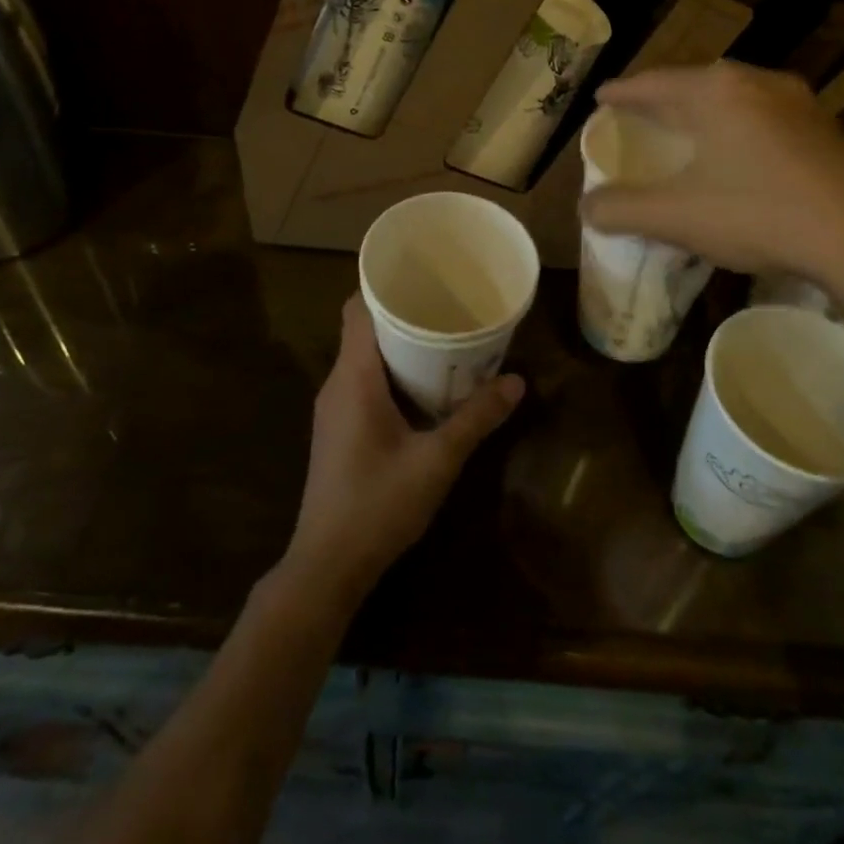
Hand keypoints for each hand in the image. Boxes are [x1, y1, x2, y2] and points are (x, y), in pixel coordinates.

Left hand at [281, 294, 522, 611]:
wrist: (327, 566)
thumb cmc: (378, 505)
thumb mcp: (437, 461)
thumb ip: (476, 419)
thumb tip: (516, 381)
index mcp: (354, 377)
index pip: (358, 309)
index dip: (384, 286)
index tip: (422, 277)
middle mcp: (338, 384)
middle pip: (364, 330)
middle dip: (402, 315)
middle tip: (446, 306)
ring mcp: (334, 409)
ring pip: (363, 358)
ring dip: (398, 346)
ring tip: (442, 339)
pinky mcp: (338, 430)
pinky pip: (363, 382)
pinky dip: (390, 372)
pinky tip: (423, 386)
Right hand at [580, 62, 843, 304]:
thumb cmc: (759, 215)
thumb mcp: (676, 216)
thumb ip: (621, 209)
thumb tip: (586, 208)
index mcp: (715, 92)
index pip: (653, 83)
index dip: (622, 92)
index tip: (602, 97)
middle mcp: (755, 82)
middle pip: (693, 83)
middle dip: (662, 97)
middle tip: (638, 112)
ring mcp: (796, 102)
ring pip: (732, 96)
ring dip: (702, 109)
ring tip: (685, 126)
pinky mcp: (823, 127)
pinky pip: (762, 113)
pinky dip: (735, 124)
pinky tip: (738, 150)